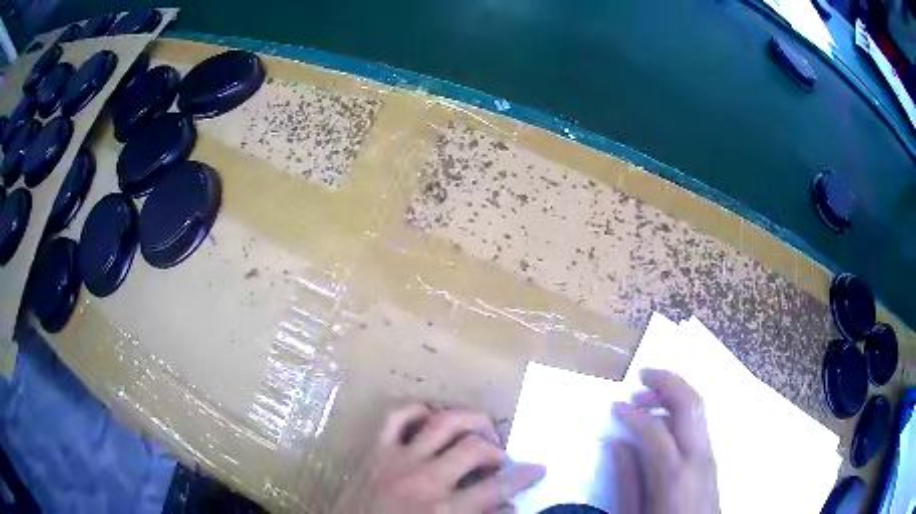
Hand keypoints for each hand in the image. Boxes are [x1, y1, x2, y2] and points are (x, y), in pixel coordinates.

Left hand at [334, 404, 545, 513]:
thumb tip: (510, 506)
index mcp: (443, 510)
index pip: (497, 487)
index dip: (524, 476)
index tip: (539, 468)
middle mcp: (424, 480)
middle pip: (475, 448)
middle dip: (497, 450)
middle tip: (500, 459)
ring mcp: (398, 460)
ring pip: (443, 423)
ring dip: (469, 422)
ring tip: (479, 433)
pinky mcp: (375, 450)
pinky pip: (397, 417)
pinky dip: (418, 411)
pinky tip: (432, 419)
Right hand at [612, 369, 718, 513]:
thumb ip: (626, 479)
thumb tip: (617, 442)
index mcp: (675, 474)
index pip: (656, 429)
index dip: (633, 414)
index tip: (616, 406)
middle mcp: (698, 457)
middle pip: (690, 404)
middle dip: (667, 382)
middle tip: (642, 375)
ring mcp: (709, 455)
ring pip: (698, 409)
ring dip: (674, 394)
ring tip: (648, 396)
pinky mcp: (711, 459)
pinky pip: (698, 424)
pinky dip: (680, 411)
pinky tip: (662, 421)